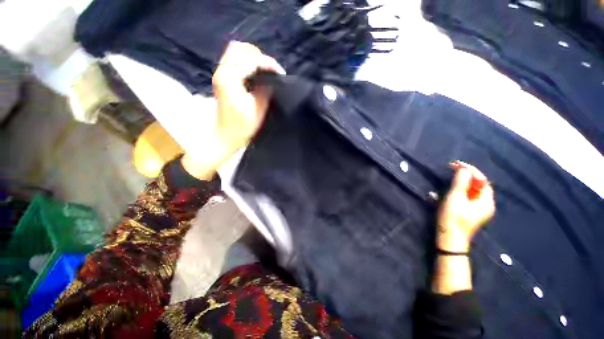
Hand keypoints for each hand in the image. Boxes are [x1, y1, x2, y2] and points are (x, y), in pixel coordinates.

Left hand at [212, 41, 284, 155]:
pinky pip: (234, 59)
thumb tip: (272, 79)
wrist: (223, 134)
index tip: (280, 73)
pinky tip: (255, 73)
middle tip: (272, 71)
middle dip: (260, 57)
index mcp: (230, 79)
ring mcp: (220, 72)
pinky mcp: (221, 76)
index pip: (251, 59)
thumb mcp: (257, 111)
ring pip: (236, 51)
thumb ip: (265, 91)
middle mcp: (222, 71)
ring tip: (265, 71)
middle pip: (241, 48)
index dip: (268, 64)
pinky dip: (247, 61)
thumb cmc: (241, 127)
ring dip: (253, 57)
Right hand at [436, 161, 494, 251]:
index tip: (456, 164)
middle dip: (467, 175)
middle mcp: (486, 204)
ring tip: (452, 176)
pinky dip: (461, 190)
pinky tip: (452, 189)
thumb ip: (460, 183)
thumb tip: (463, 169)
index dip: (470, 170)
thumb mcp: (455, 198)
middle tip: (453, 169)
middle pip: (479, 185)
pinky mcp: (471, 213)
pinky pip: (469, 197)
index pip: (482, 180)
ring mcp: (479, 210)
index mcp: (486, 201)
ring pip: (473, 191)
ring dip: (463, 182)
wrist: (450, 238)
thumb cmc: (452, 218)